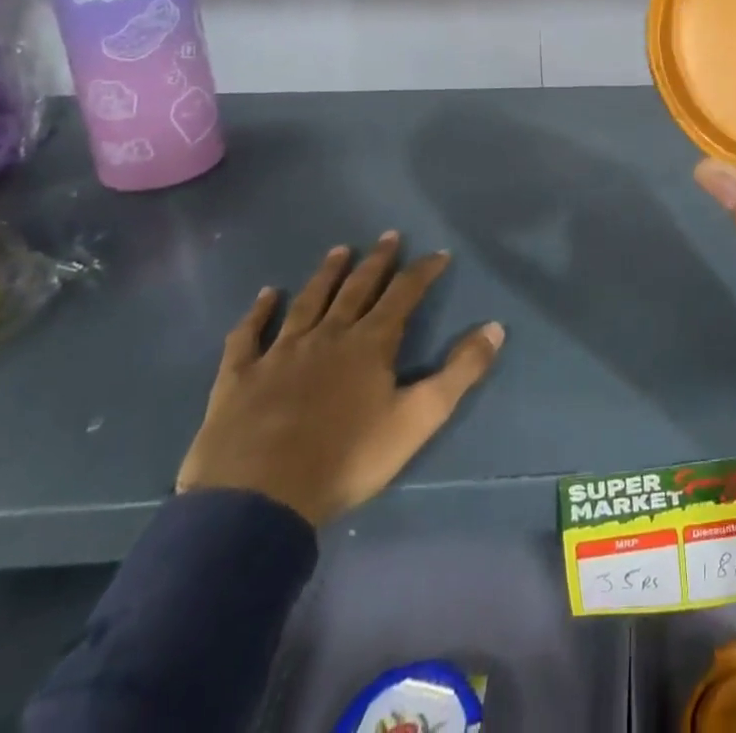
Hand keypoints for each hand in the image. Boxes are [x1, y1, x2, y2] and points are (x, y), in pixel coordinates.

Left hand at [176, 234, 504, 526]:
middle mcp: (328, 335)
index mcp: (370, 343)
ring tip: (340, 250)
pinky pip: (248, 335)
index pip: (404, 294)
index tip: (439, 253)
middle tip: (388, 236)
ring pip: (308, 302)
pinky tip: (266, 295)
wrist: (258, 500)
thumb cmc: (347, 458)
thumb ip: (460, 371)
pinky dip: (258, 312)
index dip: (424, 271)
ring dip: (326, 274)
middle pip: (357, 289)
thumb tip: (496, 327)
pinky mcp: (239, 377)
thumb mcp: (419, 418)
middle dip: (377, 261)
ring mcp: (280, 353)